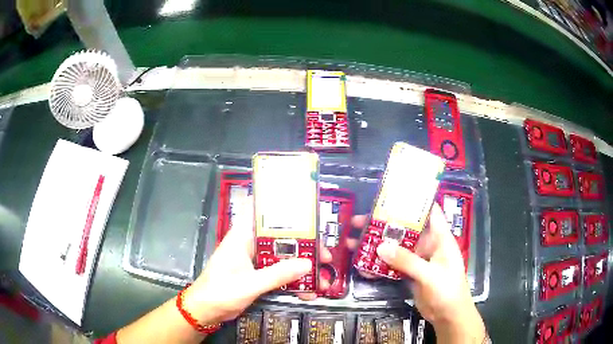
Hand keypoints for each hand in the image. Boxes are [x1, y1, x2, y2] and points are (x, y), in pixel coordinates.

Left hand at [182, 221, 332, 324]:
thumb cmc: (220, 292)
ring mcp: (254, 261)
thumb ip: (277, 274)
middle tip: (324, 256)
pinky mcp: (257, 275)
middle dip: (304, 246)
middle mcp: (250, 245)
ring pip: (283, 257)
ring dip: (301, 267)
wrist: (205, 311)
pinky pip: (279, 273)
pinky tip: (307, 292)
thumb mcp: (249, 284)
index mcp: (242, 237)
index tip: (304, 209)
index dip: (279, 205)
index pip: (259, 211)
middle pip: (280, 238)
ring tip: (322, 279)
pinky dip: (292, 281)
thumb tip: (307, 264)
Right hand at [348, 205, 486, 342]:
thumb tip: (380, 247)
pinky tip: (362, 265)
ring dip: (378, 244)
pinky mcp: (410, 273)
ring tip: (354, 242)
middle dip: (384, 224)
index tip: (391, 194)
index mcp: (440, 237)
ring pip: (396, 247)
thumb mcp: (429, 274)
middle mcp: (428, 244)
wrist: (448, 315)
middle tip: (360, 221)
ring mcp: (418, 259)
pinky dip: (379, 264)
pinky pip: (393, 264)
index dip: (413, 201)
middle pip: (405, 229)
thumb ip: (407, 261)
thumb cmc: (447, 290)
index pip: (429, 211)